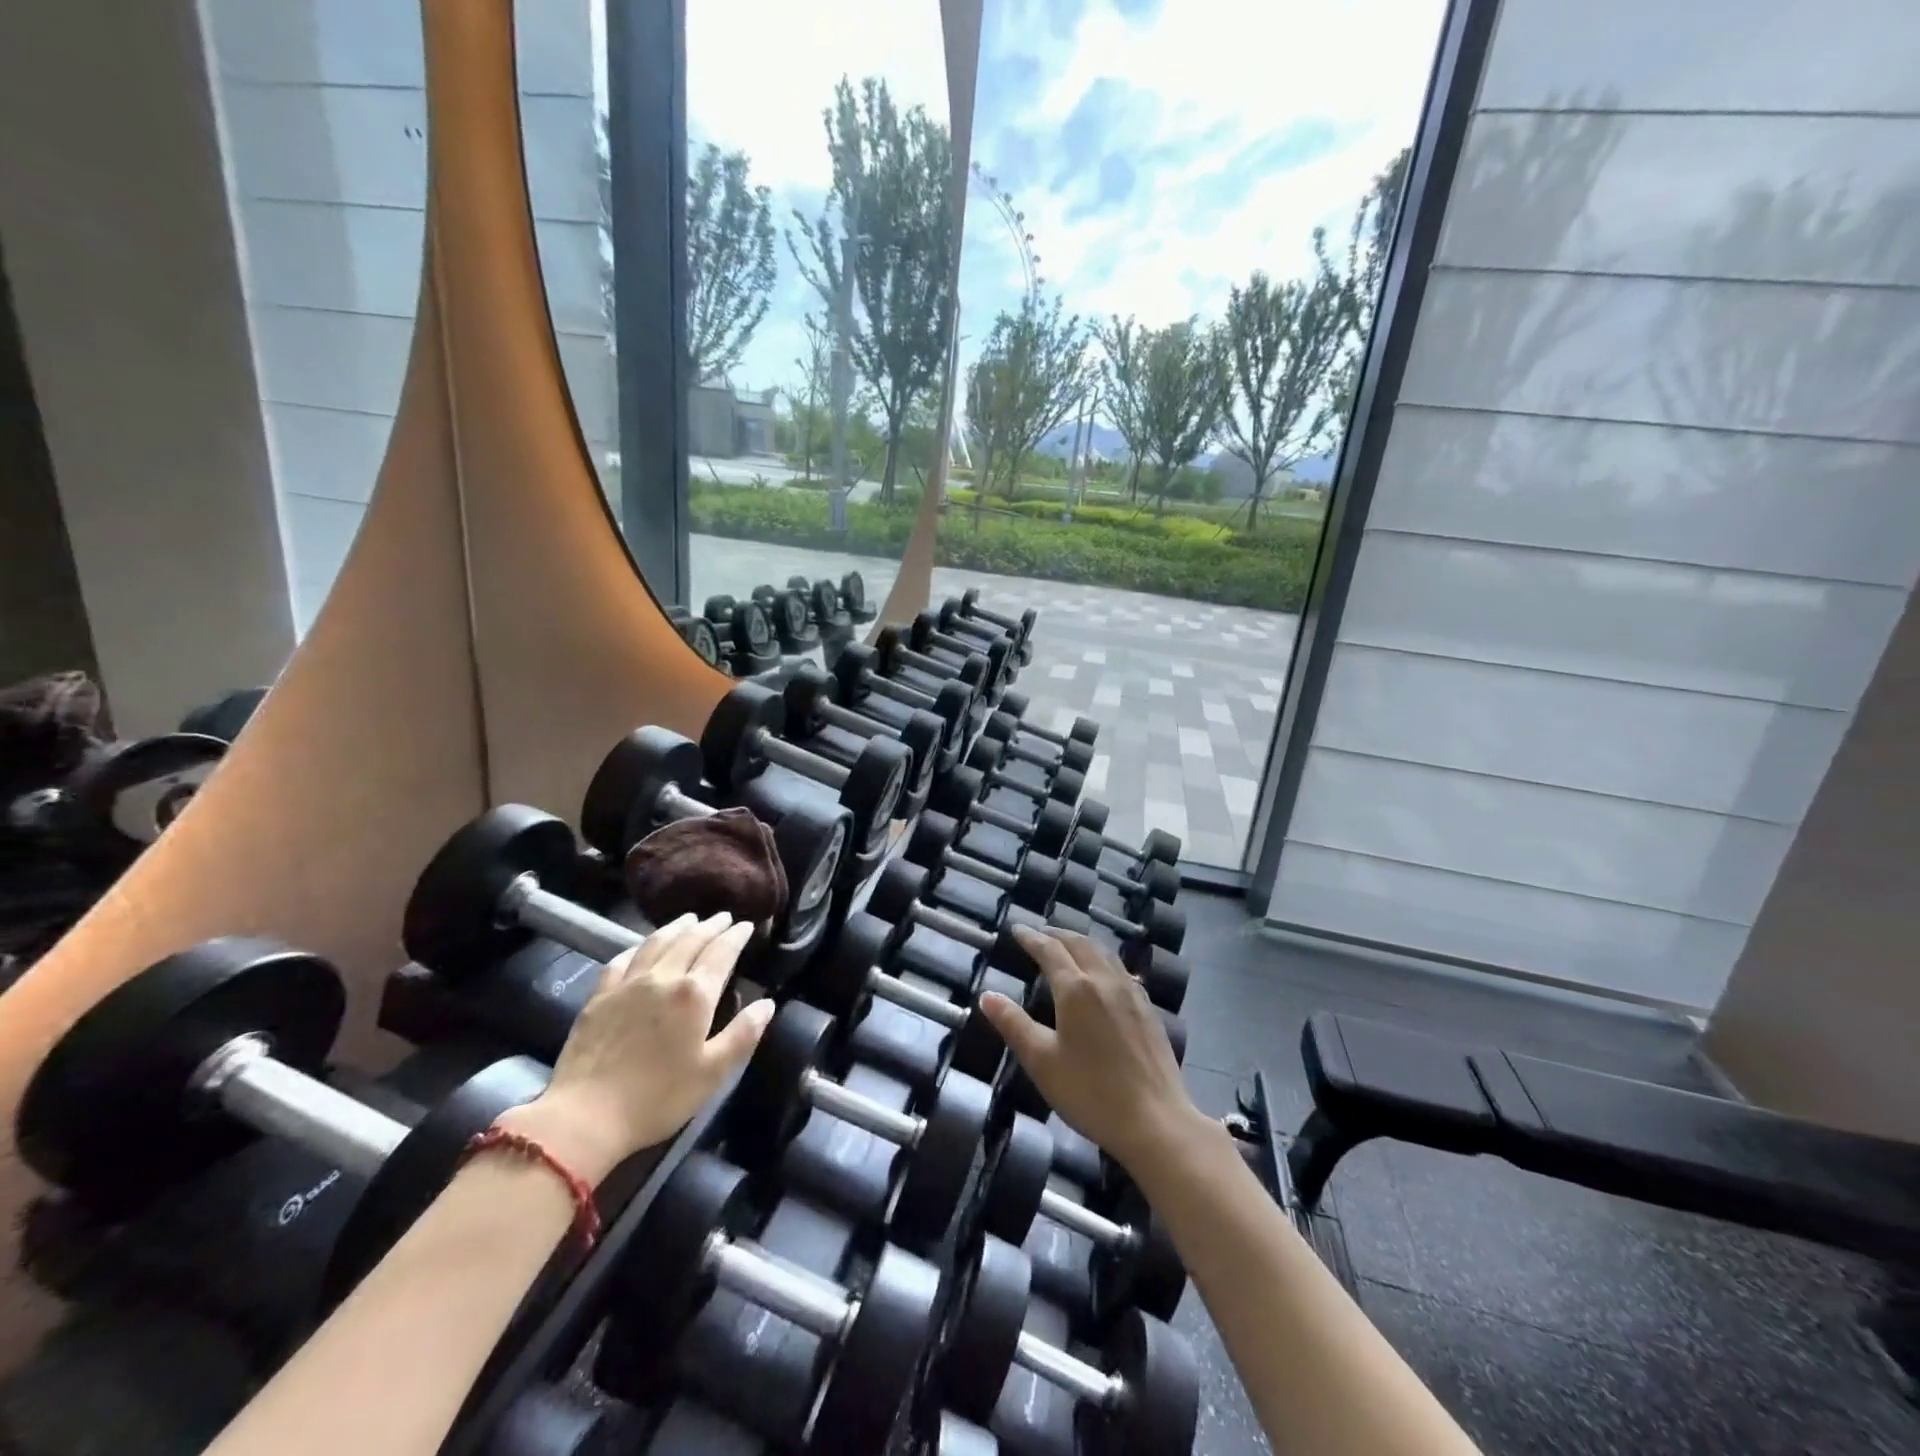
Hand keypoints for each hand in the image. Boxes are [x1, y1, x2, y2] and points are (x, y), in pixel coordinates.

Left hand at [504, 913, 769, 1180]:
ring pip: (656, 942)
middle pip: (690, 940)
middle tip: (724, 917)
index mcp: (694, 994)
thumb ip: (743, 1035)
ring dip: (677, 927)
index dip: (736, 936)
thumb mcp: (713, 1073)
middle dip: (710, 926)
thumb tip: (767, 1004)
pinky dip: (638, 946)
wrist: (584, 1117)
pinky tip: (642, 946)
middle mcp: (663, 978)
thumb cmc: (658, 1098)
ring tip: (689, 918)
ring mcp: (627, 984)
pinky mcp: (599, 997)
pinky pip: (622, 959)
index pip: (721, 953)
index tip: (747, 925)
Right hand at [979, 927, 1204, 1178]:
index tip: (1016, 929)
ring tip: (1068, 946)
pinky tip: (1103, 974)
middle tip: (1039, 934)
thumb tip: (988, 996)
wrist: (1155, 1121)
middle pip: (1080, 944)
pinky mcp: (1148, 1010)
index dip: (1031, 938)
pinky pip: (1121, 970)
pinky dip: (1103, 960)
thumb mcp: (1041, 1061)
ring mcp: (1132, 993)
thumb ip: (1013, 1024)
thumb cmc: (1090, 1092)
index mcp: (1076, 988)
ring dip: (1082, 943)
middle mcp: (1105, 980)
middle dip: (1057, 935)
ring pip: (1104, 953)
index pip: (1049, 950)